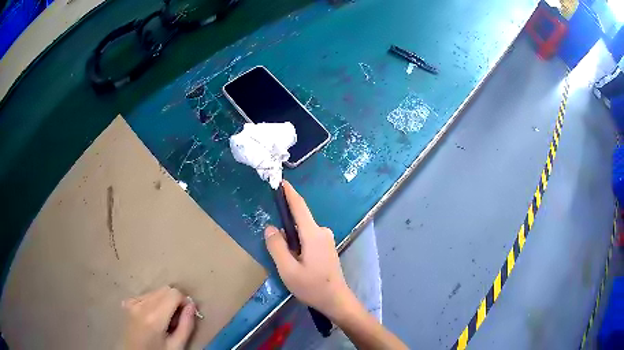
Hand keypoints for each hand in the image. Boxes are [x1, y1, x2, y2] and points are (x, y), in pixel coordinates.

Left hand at [122, 286, 195, 349]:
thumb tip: (192, 305)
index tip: (187, 314)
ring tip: (164, 320)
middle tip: (176, 320)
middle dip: (175, 301)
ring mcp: (132, 302)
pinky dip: (154, 303)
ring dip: (164, 302)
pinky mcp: (127, 302)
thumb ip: (186, 325)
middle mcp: (141, 305)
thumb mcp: (177, 346)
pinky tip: (153, 317)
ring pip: (156, 292)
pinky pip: (146, 295)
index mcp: (154, 317)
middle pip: (165, 290)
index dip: (184, 302)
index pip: (174, 293)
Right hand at [264, 181, 354, 320]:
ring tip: (284, 257)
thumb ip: (277, 247)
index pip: (299, 206)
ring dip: (291, 237)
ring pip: (302, 231)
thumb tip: (271, 227)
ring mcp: (326, 239)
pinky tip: (294, 259)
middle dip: (285, 224)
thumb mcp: (288, 270)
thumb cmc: (312, 286)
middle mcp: (322, 232)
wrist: (336, 300)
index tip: (280, 181)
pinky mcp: (326, 247)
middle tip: (272, 241)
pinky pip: (308, 237)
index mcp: (313, 234)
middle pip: (299, 220)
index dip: (289, 193)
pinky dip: (297, 242)